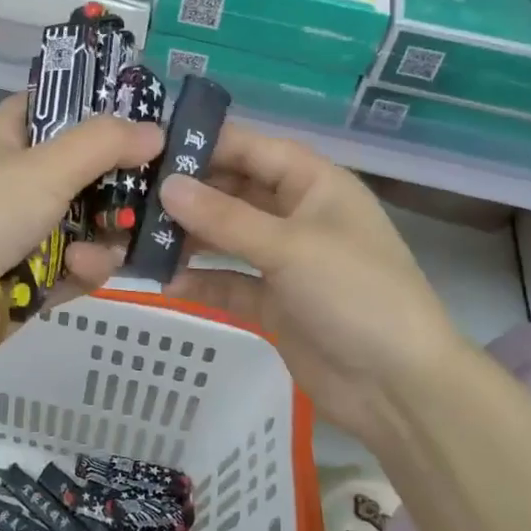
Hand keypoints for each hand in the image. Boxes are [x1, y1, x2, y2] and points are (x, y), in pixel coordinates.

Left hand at [0, 94, 163, 347]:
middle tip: (152, 191)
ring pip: (84, 226)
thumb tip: (156, 132)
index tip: (132, 114)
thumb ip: (104, 144)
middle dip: (115, 186)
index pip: (46, 107)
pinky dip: (82, 270)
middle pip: (78, 173)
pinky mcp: (29, 280)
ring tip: (112, 243)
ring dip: (103, 236)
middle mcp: (13, 184)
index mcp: (5, 142)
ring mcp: (21, 234)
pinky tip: (79, 271)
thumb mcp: (48, 165)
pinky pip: (73, 268)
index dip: (85, 105)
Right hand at [160, 122, 473, 433]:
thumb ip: (224, 217)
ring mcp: (284, 260)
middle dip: (188, 194)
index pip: (250, 148)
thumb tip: (166, 186)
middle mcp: (296, 214)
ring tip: (139, 238)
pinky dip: (202, 281)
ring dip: (188, 238)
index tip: (149, 147)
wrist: (399, 387)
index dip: (204, 143)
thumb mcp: (289, 247)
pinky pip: (229, 281)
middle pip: (233, 191)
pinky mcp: (273, 301)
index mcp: (313, 184)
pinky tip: (165, 283)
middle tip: (131, 196)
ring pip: (226, 237)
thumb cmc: (354, 293)